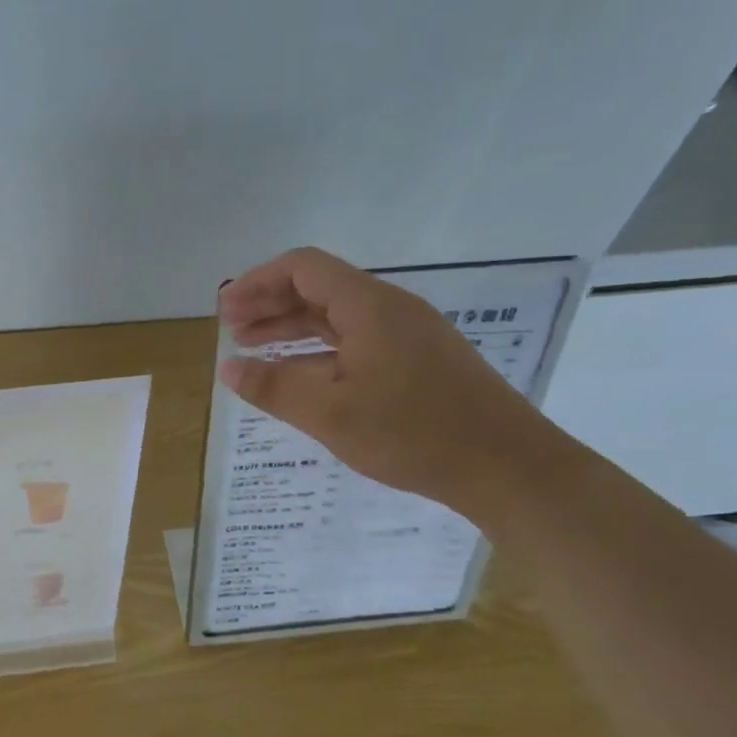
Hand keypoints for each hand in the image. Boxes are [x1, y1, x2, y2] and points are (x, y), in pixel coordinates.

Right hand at [217, 247, 567, 520]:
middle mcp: (389, 309)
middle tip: (230, 331)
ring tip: (253, 349)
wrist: (511, 468)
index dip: (258, 283)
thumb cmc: (415, 434)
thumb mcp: (331, 414)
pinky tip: (300, 375)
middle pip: (318, 288)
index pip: (303, 268)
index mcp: (369, 306)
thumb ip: (273, 387)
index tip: (225, 310)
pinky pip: (357, 340)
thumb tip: (227, 367)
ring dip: (292, 328)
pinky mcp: (419, 361)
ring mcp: (408, 334)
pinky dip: (320, 350)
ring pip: (337, 316)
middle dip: (269, 305)